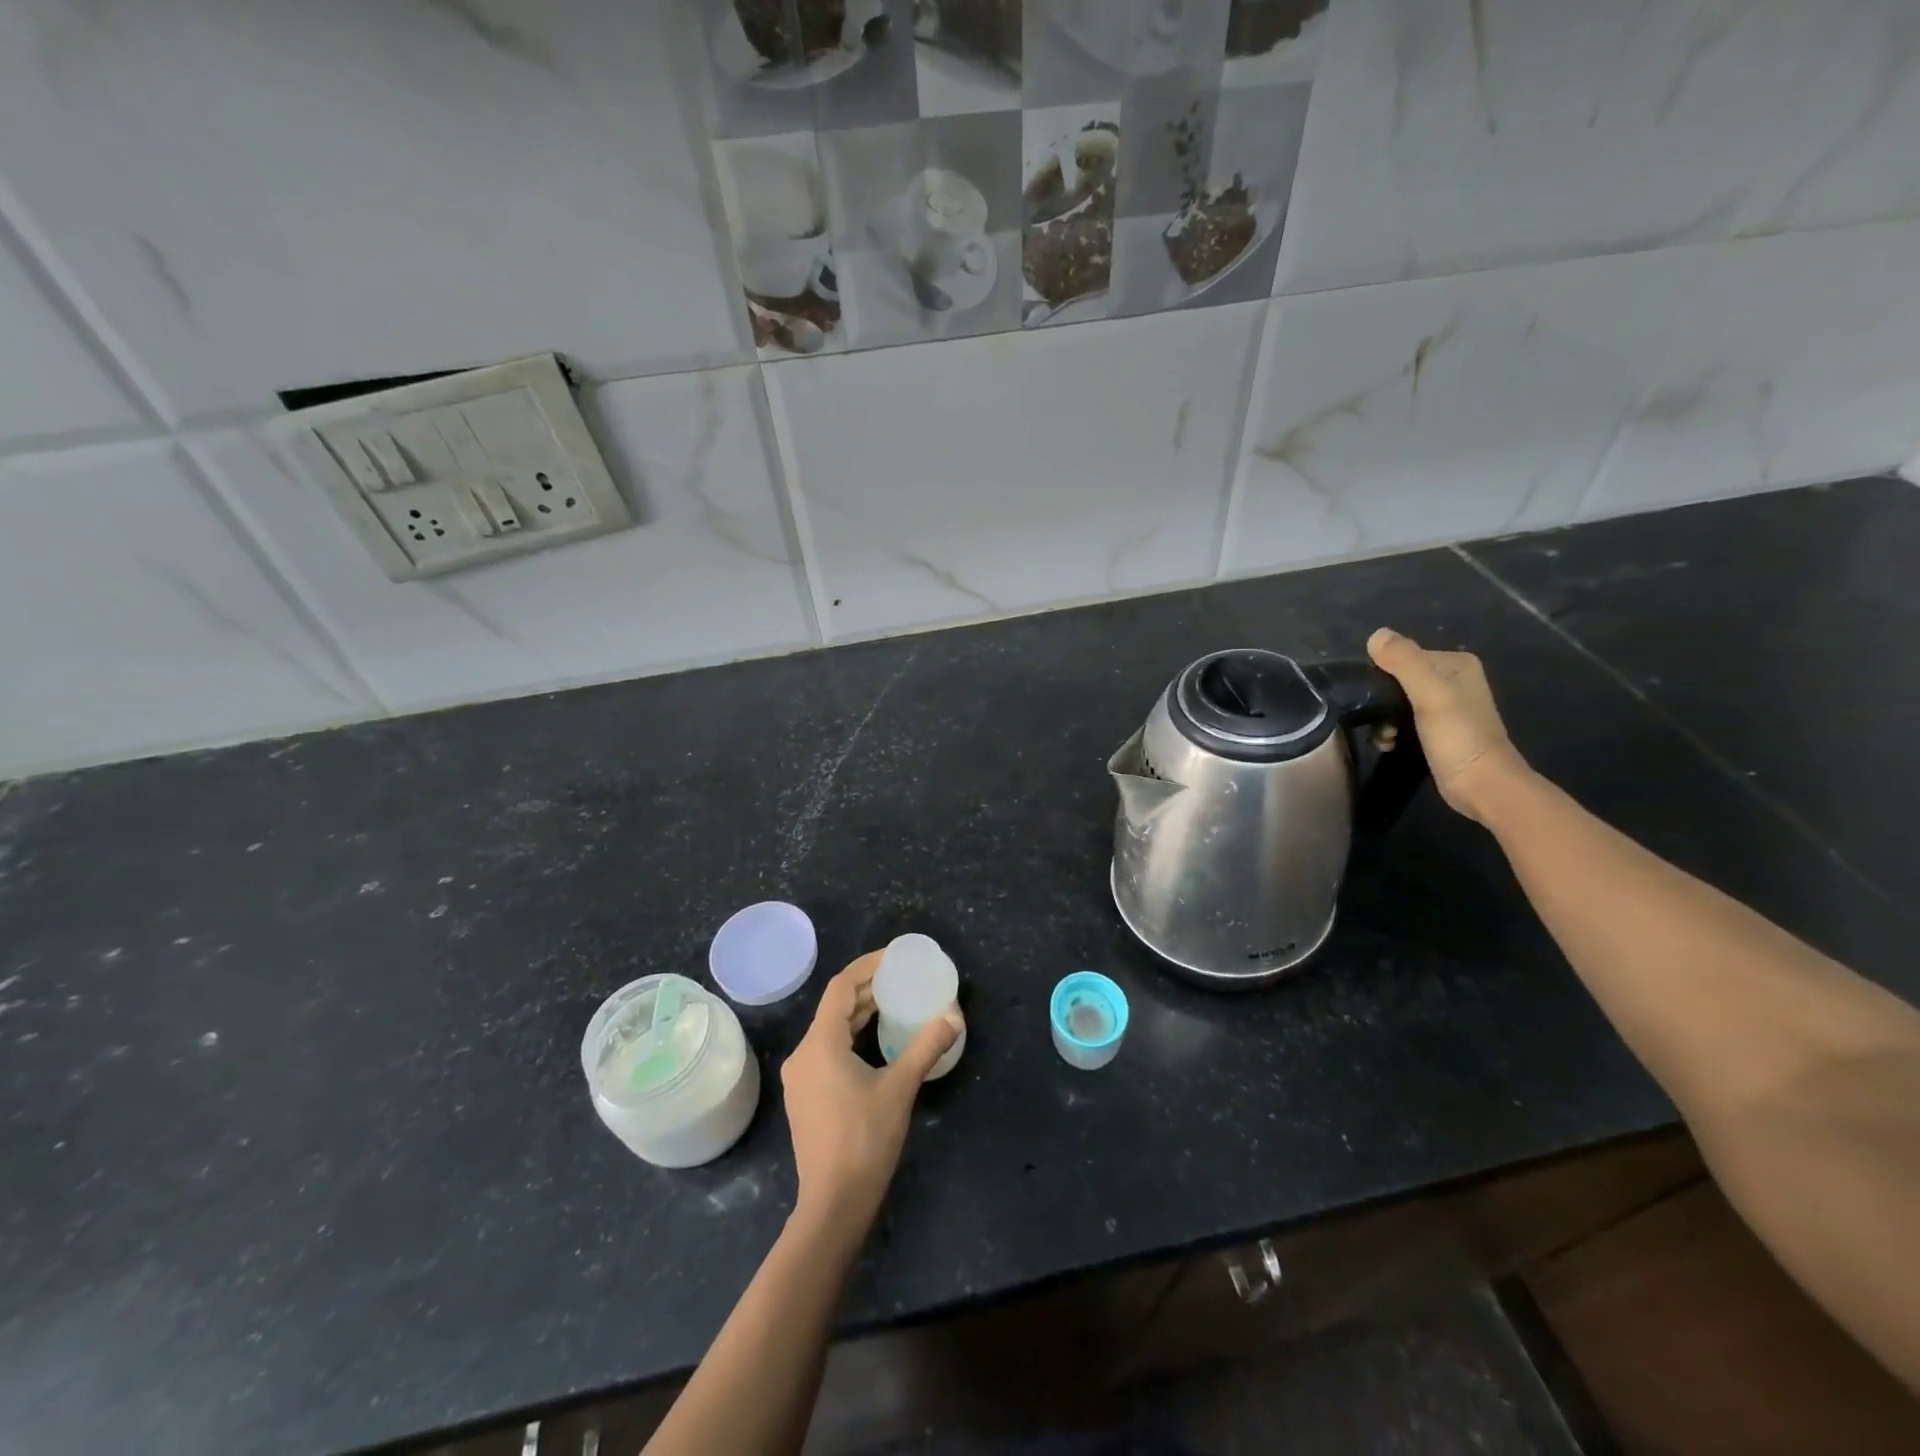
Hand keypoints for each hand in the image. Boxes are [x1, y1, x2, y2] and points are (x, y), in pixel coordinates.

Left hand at [780, 952, 959, 1232]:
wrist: (833, 1204)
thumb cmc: (865, 1139)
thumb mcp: (900, 1088)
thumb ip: (926, 1046)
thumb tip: (954, 1015)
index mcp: (820, 1043)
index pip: (841, 987)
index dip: (867, 966)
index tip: (894, 957)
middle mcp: (803, 1054)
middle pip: (835, 1007)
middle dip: (867, 989)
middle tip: (901, 979)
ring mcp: (801, 1077)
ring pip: (830, 1029)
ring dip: (860, 1013)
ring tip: (894, 1004)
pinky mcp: (806, 1096)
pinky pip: (828, 1050)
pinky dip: (852, 1036)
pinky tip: (876, 1042)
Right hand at [1368, 628, 1527, 824]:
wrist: (1482, 786)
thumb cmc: (1459, 738)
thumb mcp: (1431, 695)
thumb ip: (1405, 662)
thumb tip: (1376, 634)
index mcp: (1455, 664)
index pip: (1402, 657)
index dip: (1381, 677)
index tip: (1374, 701)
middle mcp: (1452, 679)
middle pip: (1397, 679)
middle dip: (1381, 702)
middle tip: (1379, 723)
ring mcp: (1446, 705)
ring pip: (1397, 702)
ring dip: (1383, 720)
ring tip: (1385, 738)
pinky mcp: (1438, 729)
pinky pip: (1403, 720)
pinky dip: (1392, 731)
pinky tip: (1390, 744)